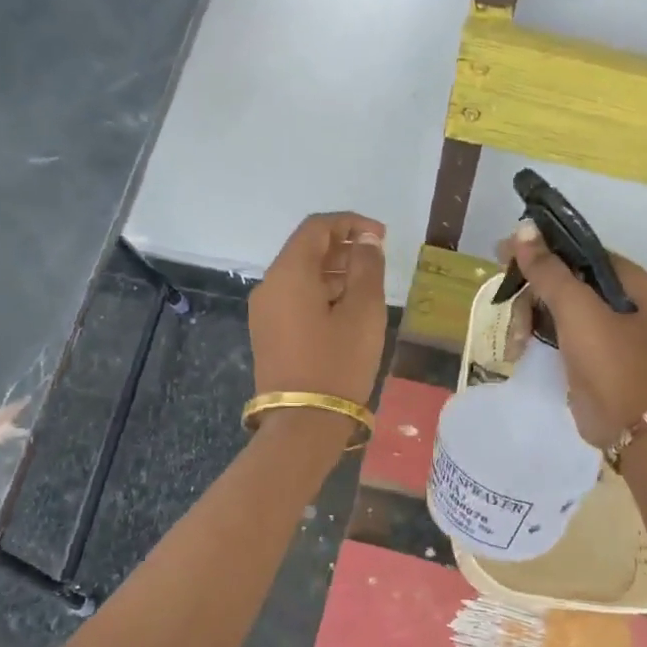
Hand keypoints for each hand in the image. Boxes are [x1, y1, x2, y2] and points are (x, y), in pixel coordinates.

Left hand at [249, 211, 387, 430]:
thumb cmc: (338, 362)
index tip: (381, 236)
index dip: (351, 223)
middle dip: (342, 246)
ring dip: (332, 270)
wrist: (303, 423)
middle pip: (305, 249)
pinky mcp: (268, 332)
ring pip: (299, 274)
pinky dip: (320, 291)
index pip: (317, 227)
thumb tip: (366, 240)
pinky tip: (345, 308)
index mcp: (289, 272)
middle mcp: (269, 285)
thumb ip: (367, 267)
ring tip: (367, 284)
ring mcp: (264, 311)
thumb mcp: (363, 311)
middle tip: (377, 257)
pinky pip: (294, 297)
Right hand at [501, 221, 646, 447]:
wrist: (628, 421)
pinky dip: (533, 337)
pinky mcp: (584, 352)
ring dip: (526, 319)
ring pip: (550, 306)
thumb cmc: (608, 357)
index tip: (503, 255)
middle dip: (529, 292)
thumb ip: (548, 269)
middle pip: (558, 277)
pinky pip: (552, 331)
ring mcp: (599, 326)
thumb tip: (523, 230)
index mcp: (622, 276)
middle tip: (504, 302)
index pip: (573, 247)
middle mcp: (613, 296)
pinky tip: (517, 350)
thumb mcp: (575, 307)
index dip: (538, 248)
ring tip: (515, 343)